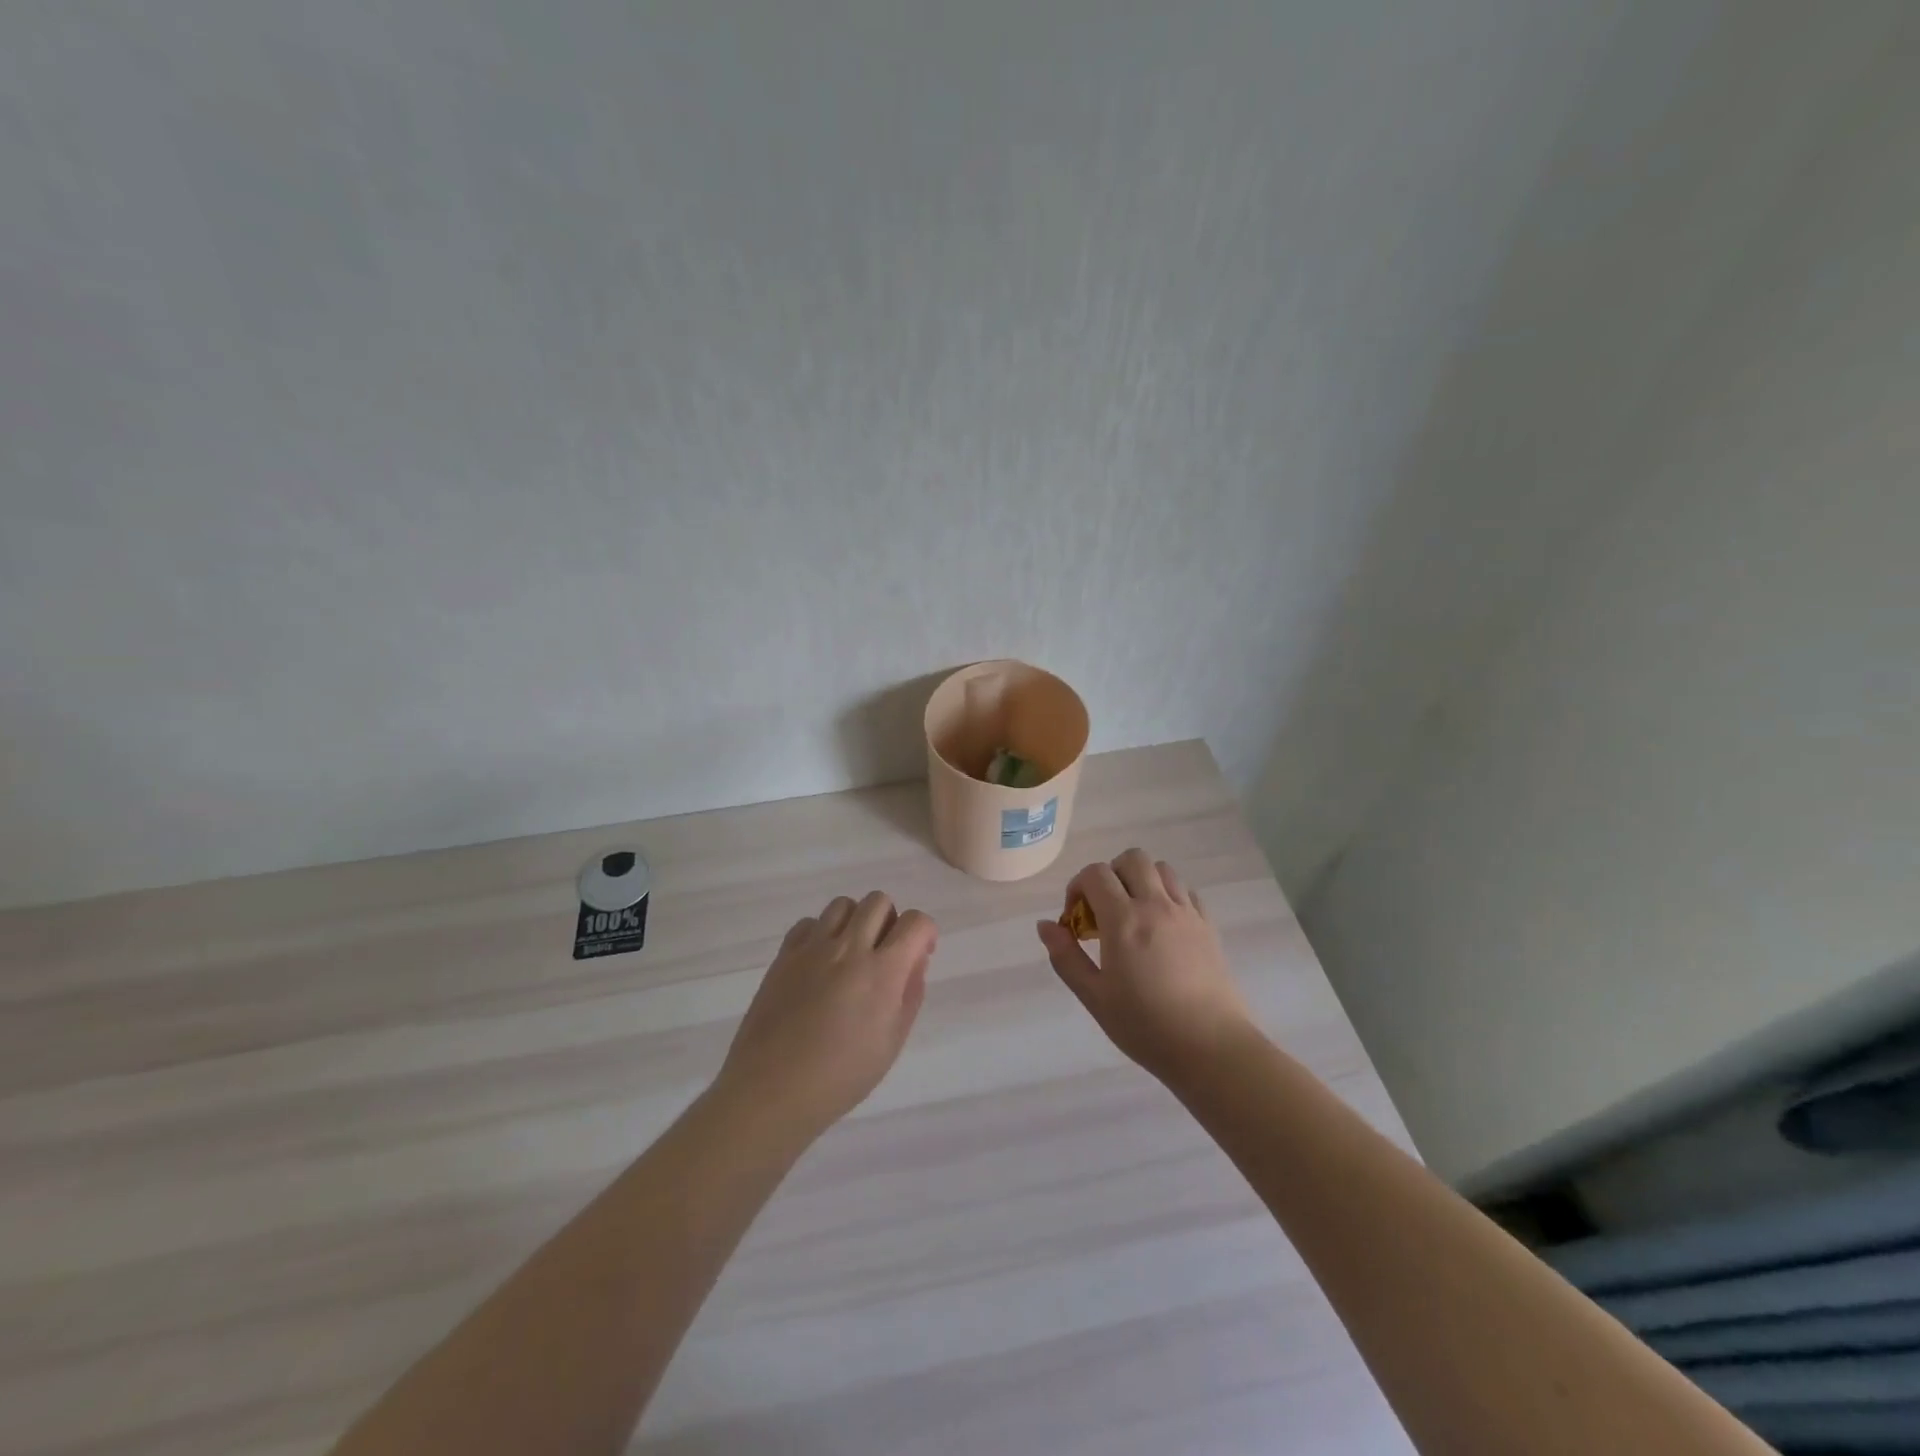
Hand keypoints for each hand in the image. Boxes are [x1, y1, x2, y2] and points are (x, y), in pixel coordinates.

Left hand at [717, 891, 935, 1142]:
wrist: (772, 1090)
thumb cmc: (841, 1077)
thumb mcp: (891, 1042)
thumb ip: (910, 994)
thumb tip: (915, 961)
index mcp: (882, 972)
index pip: (915, 922)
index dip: (925, 932)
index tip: (919, 954)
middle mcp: (849, 948)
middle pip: (878, 901)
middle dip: (890, 921)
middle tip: (884, 953)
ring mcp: (812, 948)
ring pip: (843, 905)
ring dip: (856, 922)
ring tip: (851, 955)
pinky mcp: (784, 955)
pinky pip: (809, 922)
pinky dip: (821, 933)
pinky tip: (820, 963)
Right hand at [1036, 849, 1252, 1081]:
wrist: (1211, 1049)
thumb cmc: (1146, 1026)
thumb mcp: (1095, 997)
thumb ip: (1066, 957)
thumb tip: (1045, 925)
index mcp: (1124, 920)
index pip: (1095, 874)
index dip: (1078, 887)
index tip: (1076, 919)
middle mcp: (1156, 905)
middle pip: (1131, 859)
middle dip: (1110, 875)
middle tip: (1104, 911)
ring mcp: (1187, 913)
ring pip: (1162, 869)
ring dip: (1141, 880)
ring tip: (1134, 915)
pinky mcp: (1208, 926)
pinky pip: (1186, 891)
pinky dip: (1168, 895)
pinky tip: (1162, 927)